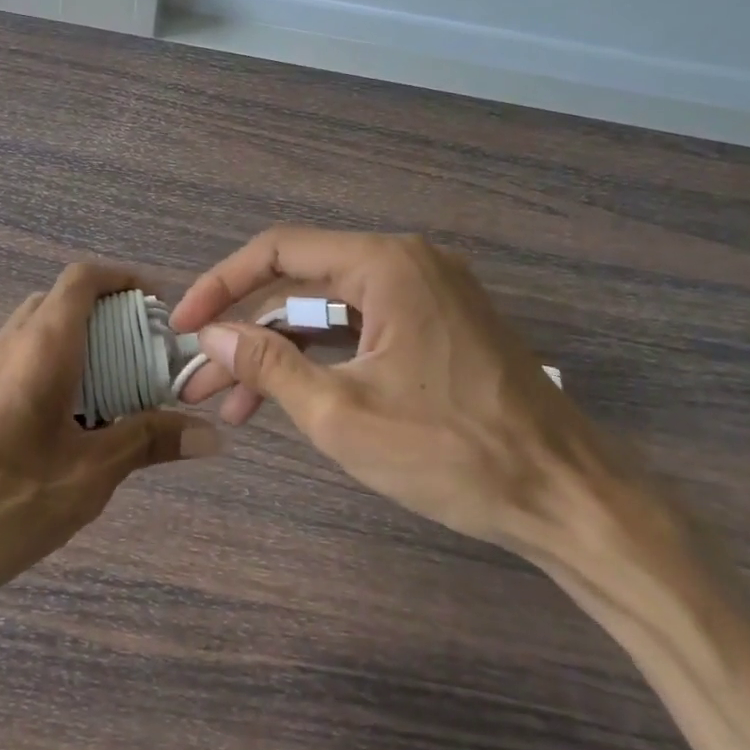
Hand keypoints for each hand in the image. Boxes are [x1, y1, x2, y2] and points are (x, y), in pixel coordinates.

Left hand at [0, 263, 218, 606]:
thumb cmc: (0, 502)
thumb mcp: (87, 476)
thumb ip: (147, 442)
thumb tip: (210, 435)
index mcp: (40, 346)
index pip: (83, 278)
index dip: (125, 279)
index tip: (161, 309)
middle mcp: (7, 343)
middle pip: (64, 302)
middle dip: (111, 318)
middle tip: (148, 358)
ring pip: (41, 331)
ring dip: (84, 346)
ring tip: (119, 394)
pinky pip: (21, 359)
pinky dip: (57, 369)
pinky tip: (72, 426)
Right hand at [172, 228, 617, 550]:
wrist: (568, 498)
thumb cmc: (452, 452)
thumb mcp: (341, 413)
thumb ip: (268, 364)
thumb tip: (210, 335)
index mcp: (385, 265)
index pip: (278, 251)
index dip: (220, 285)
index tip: (182, 325)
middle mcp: (406, 264)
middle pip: (301, 284)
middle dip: (245, 332)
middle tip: (200, 380)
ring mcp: (427, 294)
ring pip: (328, 313)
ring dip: (279, 353)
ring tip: (233, 406)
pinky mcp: (438, 327)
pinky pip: (361, 329)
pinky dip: (321, 360)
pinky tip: (287, 397)